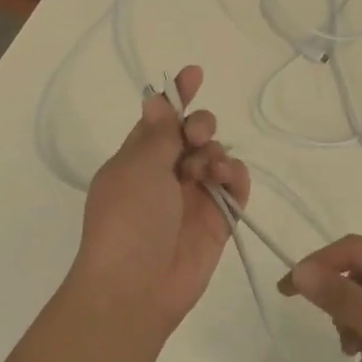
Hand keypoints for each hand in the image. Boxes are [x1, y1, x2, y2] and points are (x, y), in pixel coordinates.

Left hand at [76, 65, 250, 327]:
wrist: (135, 287)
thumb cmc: (127, 219)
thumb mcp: (137, 167)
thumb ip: (158, 132)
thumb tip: (156, 99)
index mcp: (137, 159)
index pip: (160, 119)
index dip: (178, 96)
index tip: (196, 73)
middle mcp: (165, 175)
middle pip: (193, 135)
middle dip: (200, 125)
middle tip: (196, 137)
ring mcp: (193, 197)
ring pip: (216, 157)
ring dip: (215, 153)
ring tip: (207, 170)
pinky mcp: (217, 220)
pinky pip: (234, 187)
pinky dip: (235, 177)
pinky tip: (226, 179)